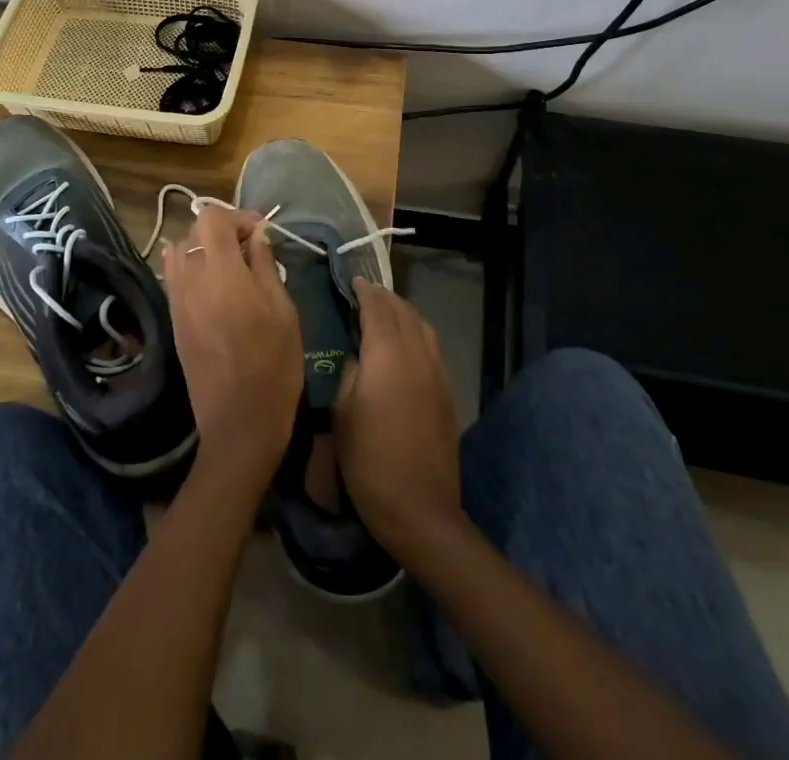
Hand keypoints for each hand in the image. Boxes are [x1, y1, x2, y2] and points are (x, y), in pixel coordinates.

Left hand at [163, 204, 302, 490]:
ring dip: (203, 247)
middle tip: (250, 247)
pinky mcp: (173, 319)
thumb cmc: (273, 366)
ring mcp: (177, 301)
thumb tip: (258, 236)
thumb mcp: (283, 311)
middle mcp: (191, 281)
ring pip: (180, 251)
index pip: (213, 219)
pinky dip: (191, 267)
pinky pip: (174, 276)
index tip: (261, 231)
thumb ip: (265, 266)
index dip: (238, 216)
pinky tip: (214, 283)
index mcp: (221, 274)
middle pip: (194, 231)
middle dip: (222, 229)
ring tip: (231, 264)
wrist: (239, 424)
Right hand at [334, 279, 463, 561]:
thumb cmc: (369, 460)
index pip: (377, 308)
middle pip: (403, 312)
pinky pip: (432, 346)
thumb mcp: (342, 413)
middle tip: (365, 292)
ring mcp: (437, 373)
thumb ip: (349, 371)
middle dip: (384, 297)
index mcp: (387, 355)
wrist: (420, 508)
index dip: (364, 292)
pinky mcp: (447, 392)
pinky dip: (417, 332)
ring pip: (422, 326)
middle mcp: (417, 354)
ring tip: (386, 311)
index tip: (352, 280)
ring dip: (403, 312)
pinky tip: (406, 343)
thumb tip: (357, 353)